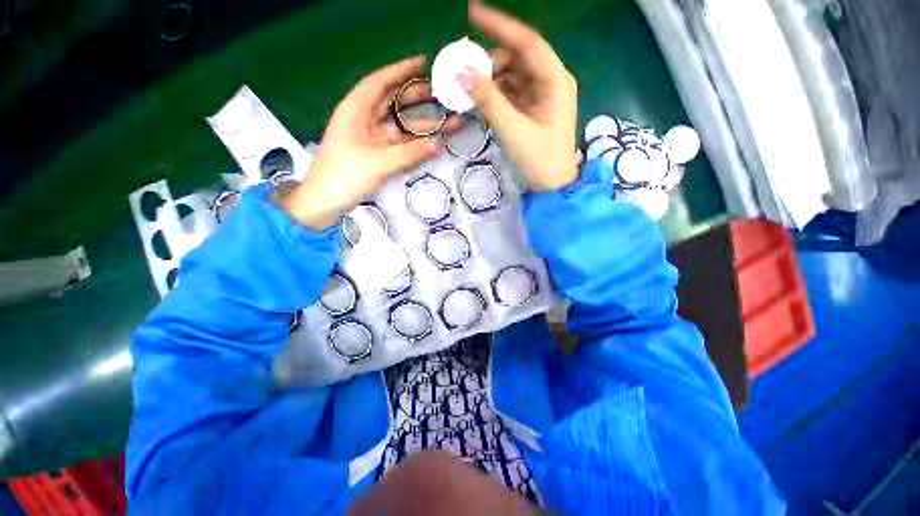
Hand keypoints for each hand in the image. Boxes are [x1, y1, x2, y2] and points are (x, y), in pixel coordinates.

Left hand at [280, 56, 446, 228]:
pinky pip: (401, 145)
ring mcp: (372, 140)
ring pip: (401, 126)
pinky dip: (417, 144)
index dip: (401, 71)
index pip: (379, 82)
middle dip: (417, 98)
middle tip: (442, 95)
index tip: (423, 63)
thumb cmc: (345, 176)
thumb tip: (440, 143)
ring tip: (448, 121)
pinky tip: (434, 142)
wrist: (326, 202)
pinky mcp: (377, 156)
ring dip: (423, 125)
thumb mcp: (379, 162)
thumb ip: (411, 152)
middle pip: (393, 103)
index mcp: (356, 111)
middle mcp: (364, 121)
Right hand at [459, 2, 578, 191]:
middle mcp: (550, 81)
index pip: (527, 43)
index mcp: (555, 80)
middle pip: (517, 58)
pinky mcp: (532, 108)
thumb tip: (462, 71)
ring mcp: (541, 95)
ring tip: (468, 87)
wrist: (552, 185)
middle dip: (490, 59)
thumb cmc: (539, 159)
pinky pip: (511, 92)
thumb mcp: (513, 130)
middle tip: (463, 65)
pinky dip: (495, 93)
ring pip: (512, 75)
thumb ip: (488, 100)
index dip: (500, 26)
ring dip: (490, 78)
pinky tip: (480, 99)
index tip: (473, 13)